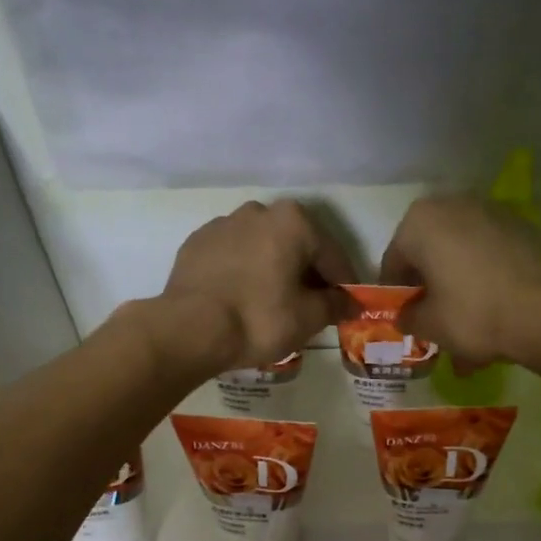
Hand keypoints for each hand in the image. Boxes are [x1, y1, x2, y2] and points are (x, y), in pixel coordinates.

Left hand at [156, 198, 355, 374]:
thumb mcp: (308, 318)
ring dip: (274, 269)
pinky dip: (244, 272)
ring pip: (262, 248)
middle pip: (296, 245)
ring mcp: (222, 224)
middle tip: (312, 305)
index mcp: (294, 221)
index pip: (332, 255)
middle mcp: (259, 211)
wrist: (189, 329)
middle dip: (307, 273)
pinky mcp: (196, 243)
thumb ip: (335, 305)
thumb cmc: (259, 319)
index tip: (349, 305)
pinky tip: (242, 298)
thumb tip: (350, 303)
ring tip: (275, 302)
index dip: (344, 283)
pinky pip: (232, 257)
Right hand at [380, 194, 540, 369]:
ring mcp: (492, 211)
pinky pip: (490, 256)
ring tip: (467, 327)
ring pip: (462, 255)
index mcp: (419, 222)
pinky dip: (485, 280)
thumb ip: (408, 317)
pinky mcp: (522, 226)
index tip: (404, 318)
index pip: (393, 261)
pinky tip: (493, 313)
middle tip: (434, 321)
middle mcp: (453, 204)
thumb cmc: (474, 313)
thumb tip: (406, 316)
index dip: (396, 294)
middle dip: (430, 287)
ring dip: (458, 287)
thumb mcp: (429, 325)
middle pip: (430, 252)